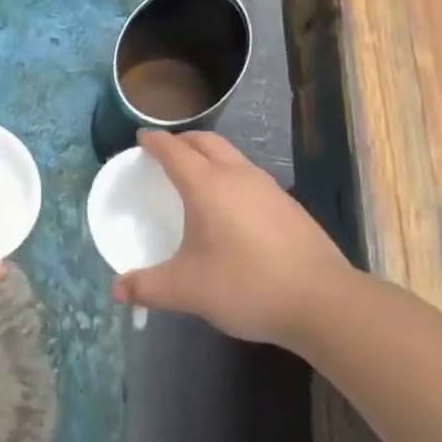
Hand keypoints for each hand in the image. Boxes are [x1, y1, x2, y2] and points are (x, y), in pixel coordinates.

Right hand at [112, 129, 352, 346]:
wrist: (324, 302)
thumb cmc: (247, 285)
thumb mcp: (189, 290)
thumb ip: (148, 287)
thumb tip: (117, 290)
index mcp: (207, 186)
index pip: (174, 150)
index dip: (155, 141)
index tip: (141, 139)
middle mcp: (237, 175)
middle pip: (206, 141)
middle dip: (182, 140)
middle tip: (165, 152)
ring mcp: (268, 188)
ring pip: (232, 155)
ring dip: (209, 155)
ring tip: (196, 176)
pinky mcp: (289, 205)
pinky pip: (249, 175)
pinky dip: (230, 174)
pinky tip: (231, 206)